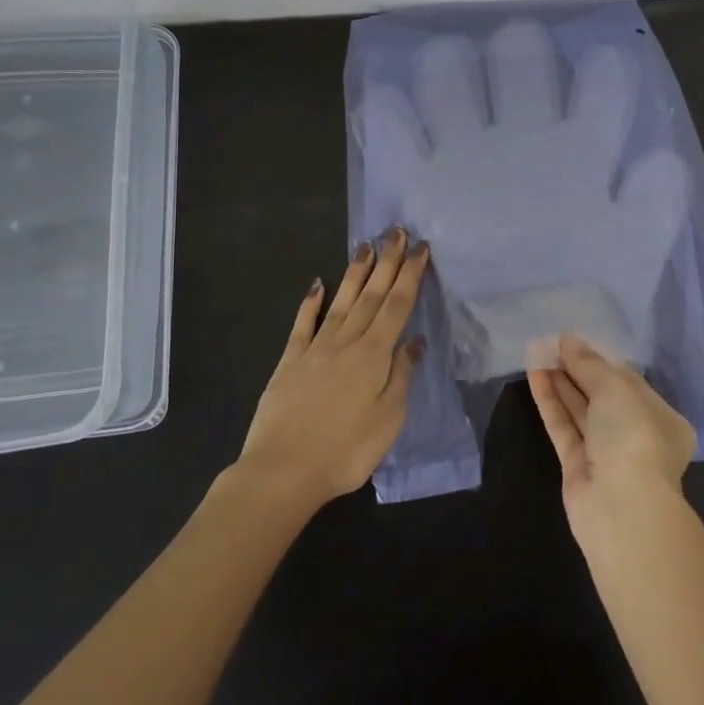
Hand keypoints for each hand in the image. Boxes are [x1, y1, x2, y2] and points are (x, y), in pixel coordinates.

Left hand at [235, 229, 429, 509]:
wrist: (283, 472)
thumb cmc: (345, 451)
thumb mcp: (388, 420)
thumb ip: (401, 376)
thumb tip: (414, 341)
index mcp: (374, 356)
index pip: (397, 306)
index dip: (410, 275)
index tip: (420, 248)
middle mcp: (346, 343)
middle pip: (371, 295)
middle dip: (387, 262)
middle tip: (397, 232)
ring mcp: (315, 349)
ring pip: (340, 302)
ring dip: (355, 273)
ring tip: (366, 245)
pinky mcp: (289, 362)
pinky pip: (302, 325)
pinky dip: (310, 302)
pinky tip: (317, 284)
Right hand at [529, 333, 696, 528]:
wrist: (622, 508)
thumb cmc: (634, 436)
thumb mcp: (616, 388)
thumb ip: (589, 363)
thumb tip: (568, 340)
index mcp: (661, 418)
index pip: (629, 381)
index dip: (601, 359)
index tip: (575, 340)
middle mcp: (636, 435)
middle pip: (602, 395)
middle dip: (577, 369)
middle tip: (551, 343)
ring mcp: (605, 453)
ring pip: (580, 410)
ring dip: (560, 382)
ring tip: (537, 352)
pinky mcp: (577, 467)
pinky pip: (563, 427)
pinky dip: (550, 402)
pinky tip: (534, 374)